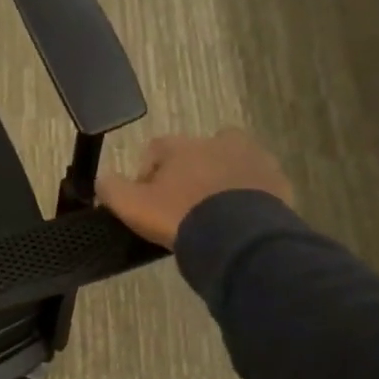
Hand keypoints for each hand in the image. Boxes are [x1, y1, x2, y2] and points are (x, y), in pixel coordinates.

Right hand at [96, 131, 293, 249]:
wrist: (236, 236)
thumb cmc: (178, 216)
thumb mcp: (132, 206)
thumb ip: (111, 189)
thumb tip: (101, 179)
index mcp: (181, 146)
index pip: (156, 150)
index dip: (148, 173)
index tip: (147, 198)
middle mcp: (218, 142)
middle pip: (197, 152)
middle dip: (189, 172)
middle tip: (182, 205)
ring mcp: (252, 158)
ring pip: (231, 163)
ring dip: (220, 180)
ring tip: (214, 213)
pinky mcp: (277, 180)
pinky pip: (257, 183)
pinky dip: (247, 195)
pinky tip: (238, 219)